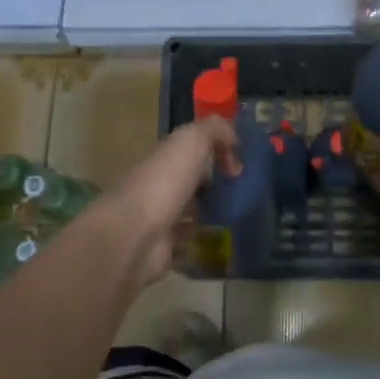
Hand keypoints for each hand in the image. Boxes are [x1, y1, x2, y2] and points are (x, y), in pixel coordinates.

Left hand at [91, 114, 239, 289]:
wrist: (135, 235)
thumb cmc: (164, 183)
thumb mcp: (191, 141)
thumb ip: (214, 130)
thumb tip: (233, 139)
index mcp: (164, 158)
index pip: (191, 150)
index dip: (216, 152)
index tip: (239, 166)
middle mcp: (160, 185)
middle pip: (191, 179)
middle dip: (215, 182)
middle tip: (244, 190)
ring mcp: (160, 218)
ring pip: (191, 209)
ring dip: (211, 210)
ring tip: (239, 213)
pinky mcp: (165, 248)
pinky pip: (189, 239)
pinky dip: (203, 238)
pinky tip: (223, 237)